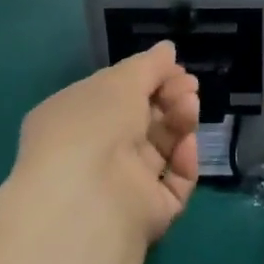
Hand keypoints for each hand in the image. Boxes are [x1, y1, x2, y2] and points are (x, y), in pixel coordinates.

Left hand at [14, 43, 202, 249]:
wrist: (89, 199)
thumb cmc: (92, 126)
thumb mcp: (119, 82)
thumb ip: (148, 66)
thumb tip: (167, 50)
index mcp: (73, 119)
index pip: (114, 95)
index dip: (146, 79)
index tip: (174, 67)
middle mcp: (94, 152)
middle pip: (142, 120)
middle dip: (169, 98)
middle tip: (189, 86)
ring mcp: (120, 185)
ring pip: (160, 148)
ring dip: (179, 122)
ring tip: (190, 106)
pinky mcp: (147, 213)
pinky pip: (173, 182)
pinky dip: (183, 161)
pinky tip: (187, 143)